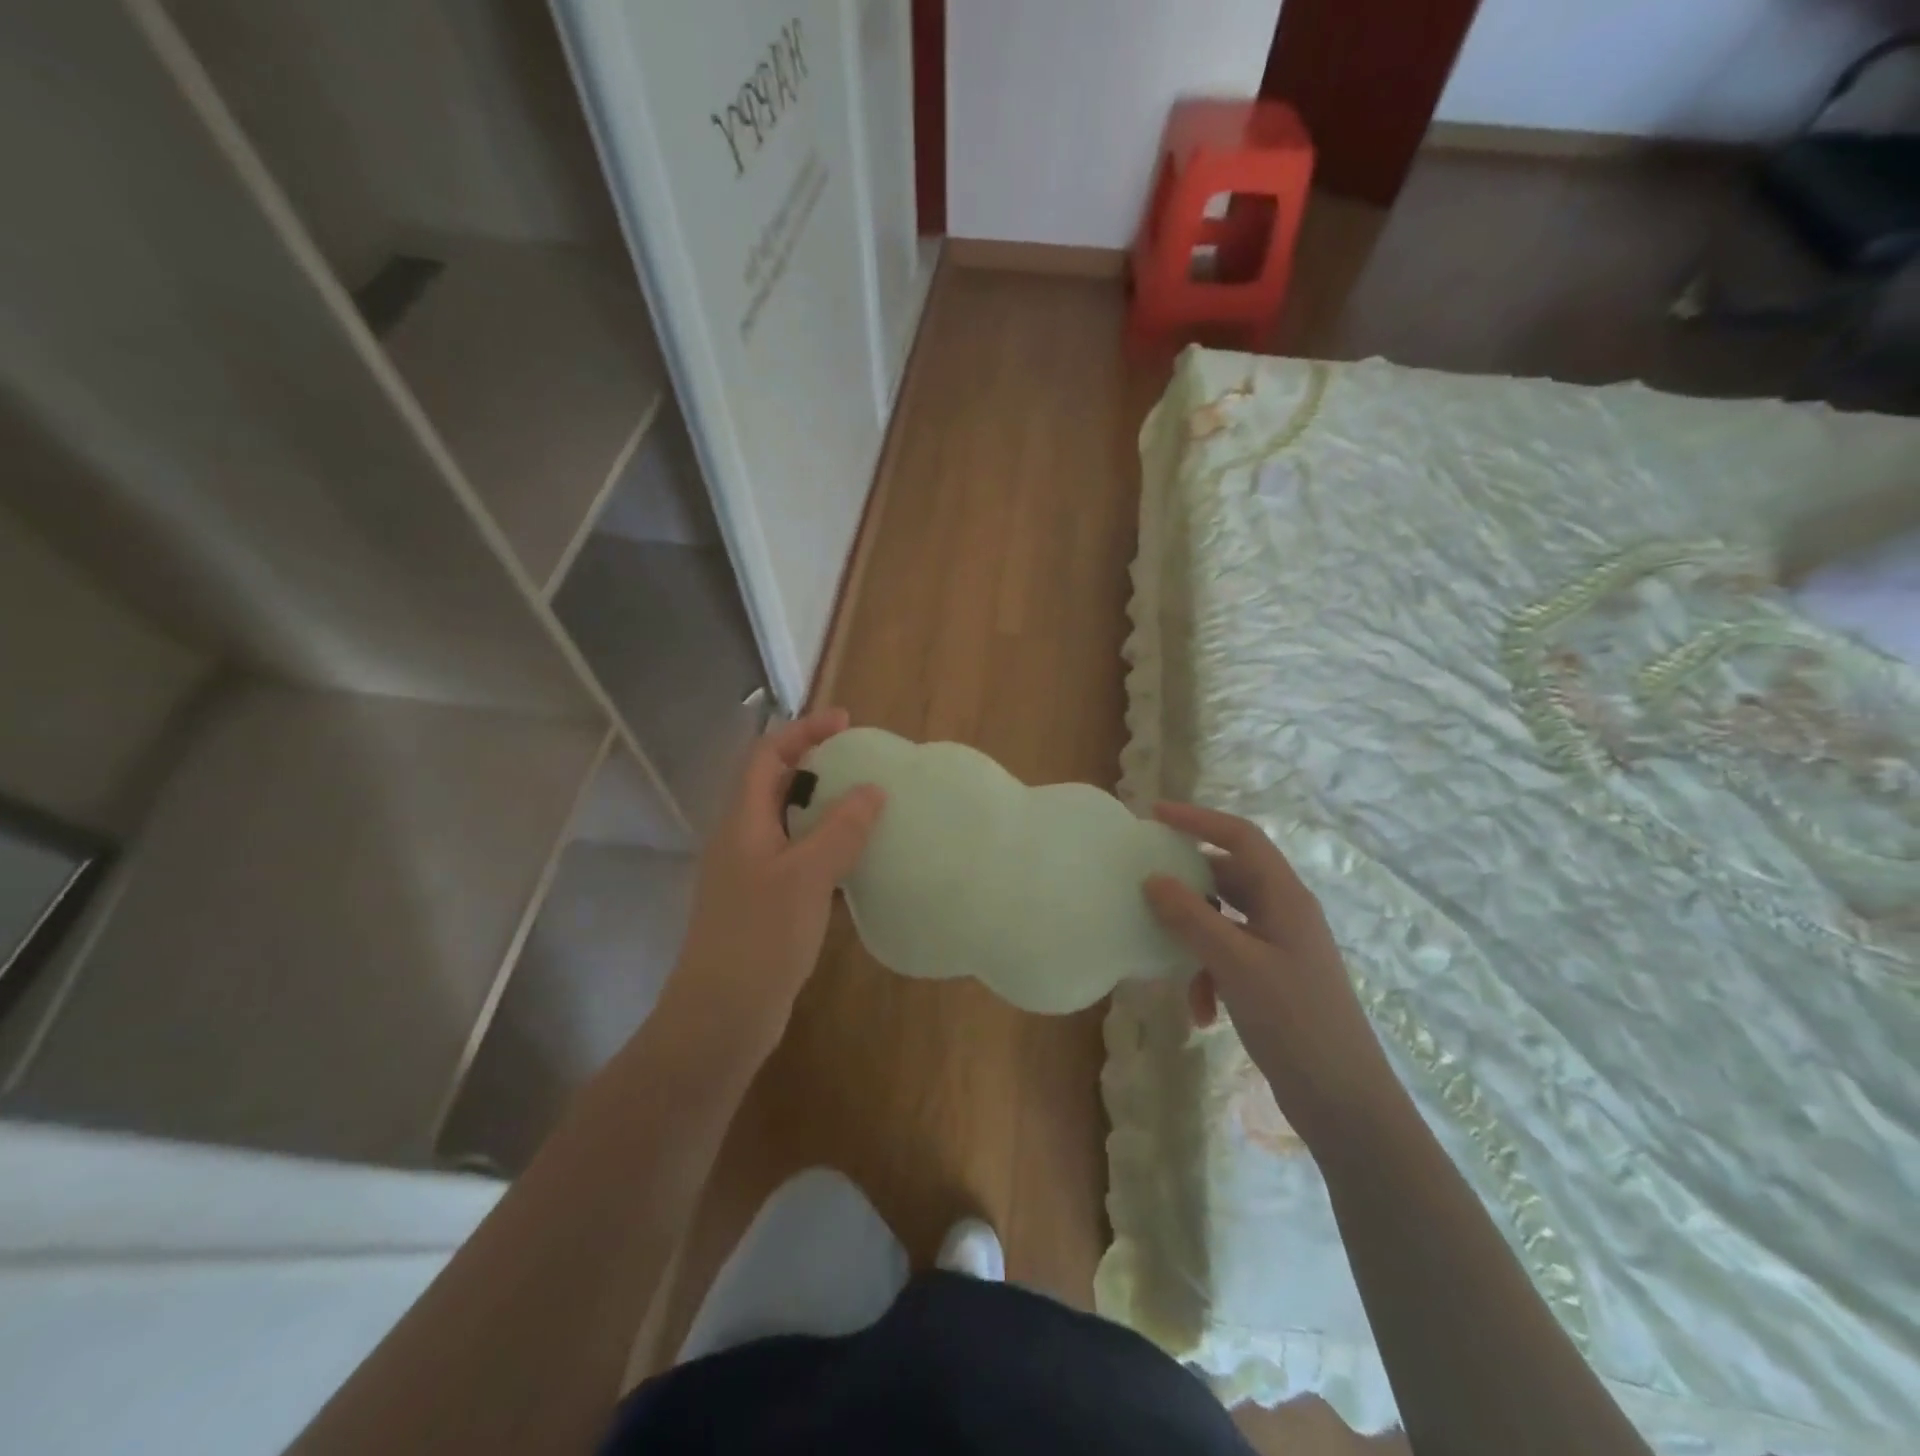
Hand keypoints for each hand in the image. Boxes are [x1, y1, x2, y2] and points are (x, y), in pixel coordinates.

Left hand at [664, 709, 884, 1054]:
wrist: (722, 1015)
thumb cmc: (760, 937)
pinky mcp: (765, 904)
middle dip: (817, 767)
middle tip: (863, 764)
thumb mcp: (806, 876)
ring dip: (825, 809)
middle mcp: (742, 840)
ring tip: (868, 806)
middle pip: (776, 786)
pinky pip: (798, 859)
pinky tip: (856, 862)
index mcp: (742, 822)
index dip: (803, 732)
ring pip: (789, 824)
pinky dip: (826, 848)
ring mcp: (752, 874)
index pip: (767, 757)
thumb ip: (840, 829)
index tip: (846, 722)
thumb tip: (872, 790)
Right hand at [1142, 802, 1402, 1142]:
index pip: (1240, 838)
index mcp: (1285, 897)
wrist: (1344, 1102)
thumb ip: (1192, 919)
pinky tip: (1201, 1013)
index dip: (1198, 820)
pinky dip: (1208, 976)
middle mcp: (1283, 914)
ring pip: (1222, 921)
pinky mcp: (1271, 979)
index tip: (1154, 815)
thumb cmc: (1295, 1022)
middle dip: (1187, 884)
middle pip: (1227, 877)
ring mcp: (1278, 948)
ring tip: (1168, 962)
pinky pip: (1228, 958)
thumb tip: (1153, 879)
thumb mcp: (1236, 965)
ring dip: (1193, 939)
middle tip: (1143, 884)